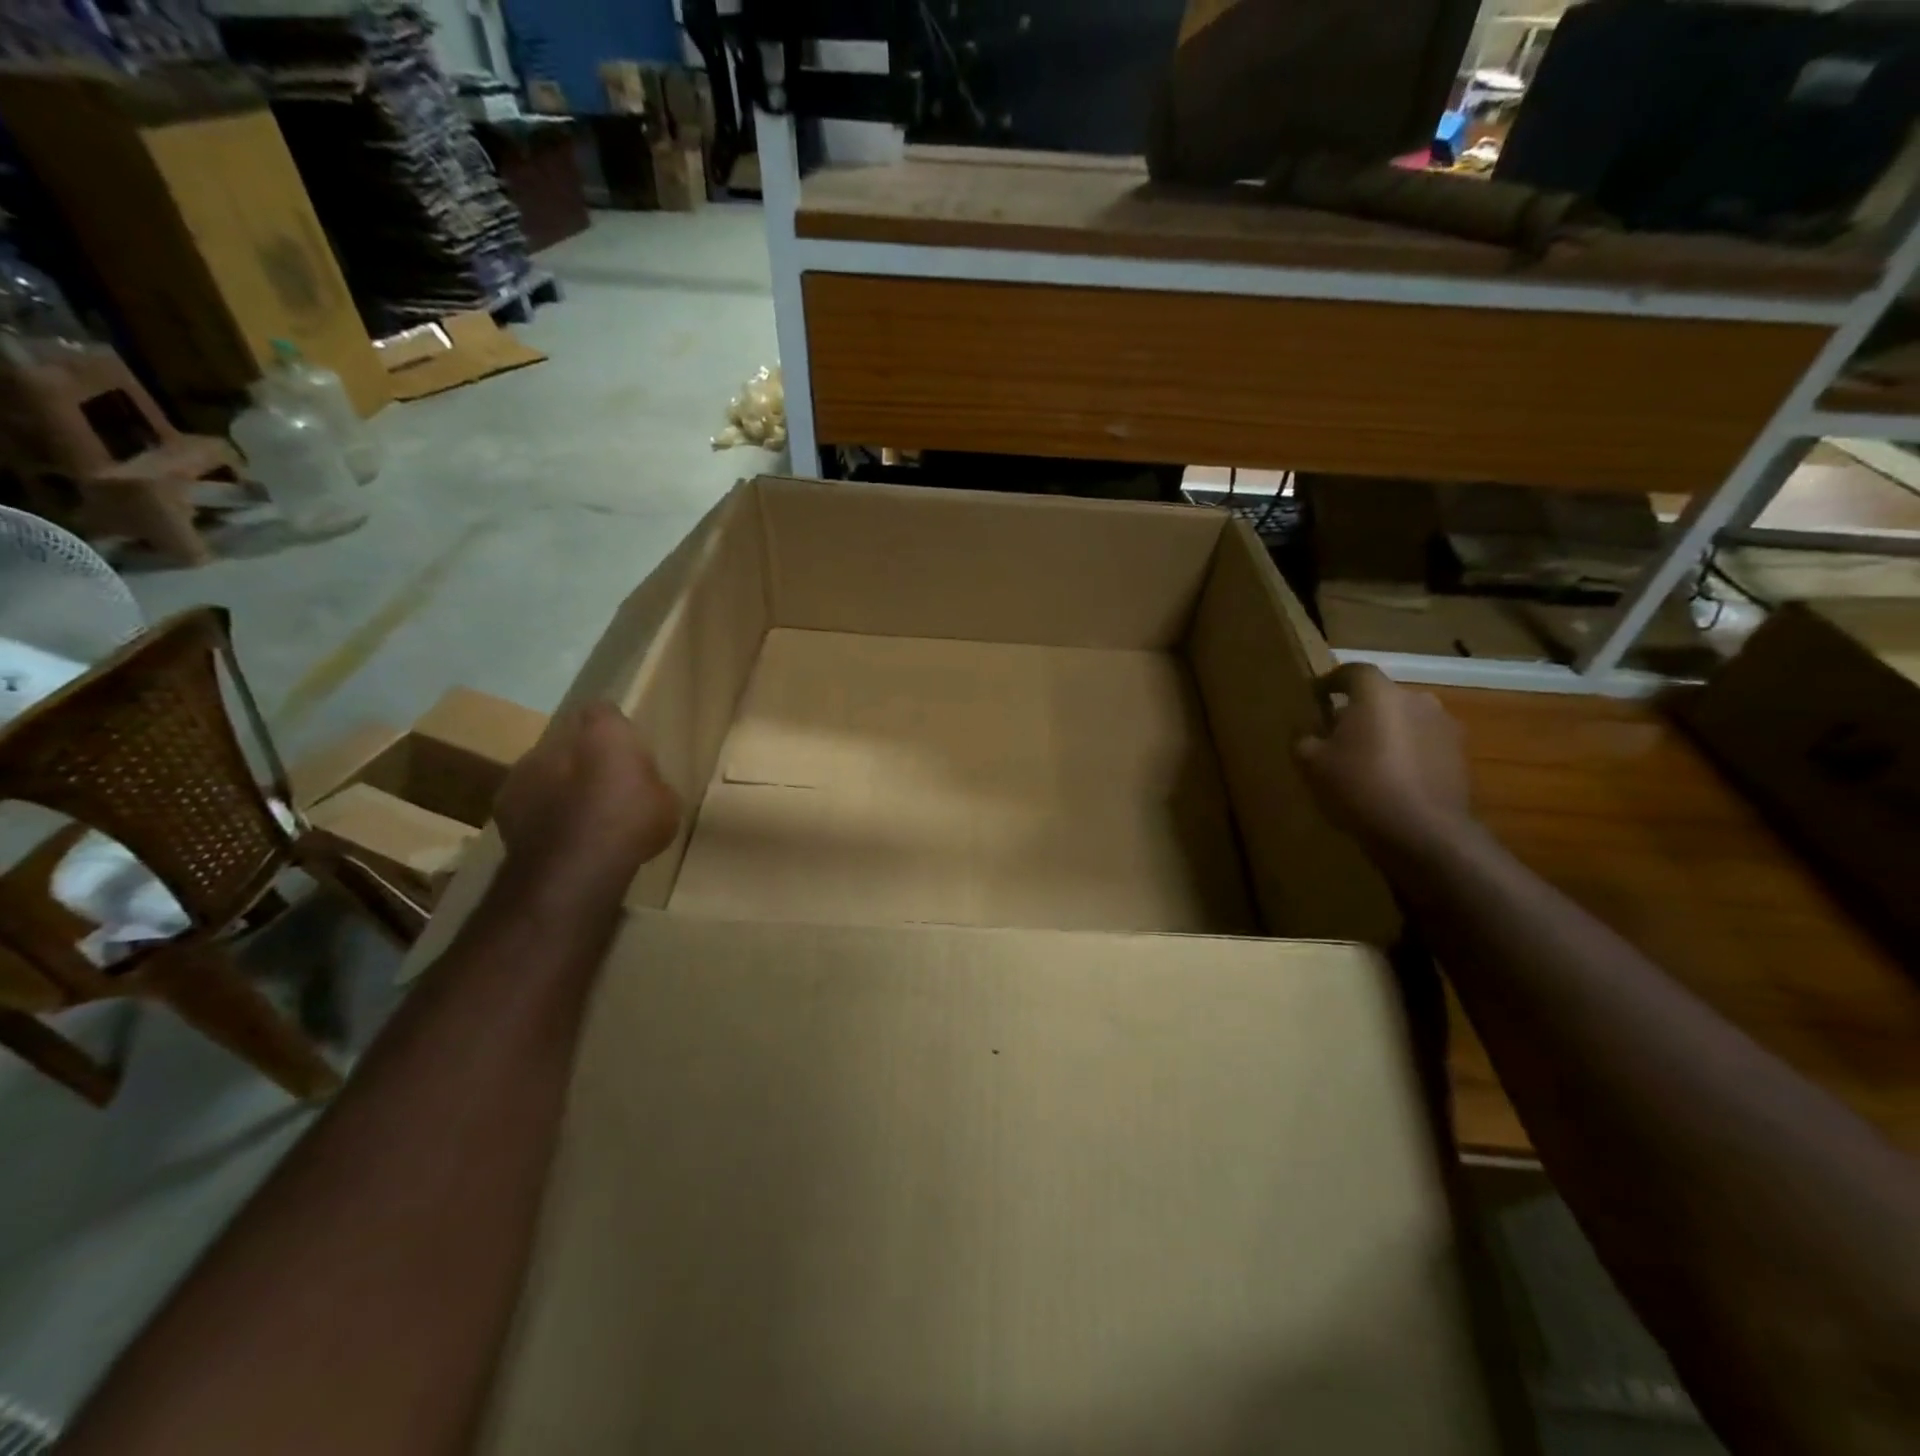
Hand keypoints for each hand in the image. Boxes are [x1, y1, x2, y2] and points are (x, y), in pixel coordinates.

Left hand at [493, 701, 679, 911]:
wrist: (574, 867)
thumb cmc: (631, 824)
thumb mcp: (665, 802)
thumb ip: (649, 782)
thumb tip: (643, 787)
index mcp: (604, 730)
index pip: (605, 710)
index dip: (614, 729)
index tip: (625, 751)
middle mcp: (559, 739)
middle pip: (571, 736)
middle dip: (583, 754)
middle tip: (604, 783)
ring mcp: (525, 768)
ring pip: (545, 765)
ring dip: (558, 780)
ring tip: (577, 813)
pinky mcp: (503, 800)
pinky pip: (527, 795)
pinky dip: (539, 807)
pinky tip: (557, 833)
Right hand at [1295, 663, 1472, 857]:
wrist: (1424, 832)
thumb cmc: (1360, 786)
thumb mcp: (1312, 764)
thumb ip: (1304, 739)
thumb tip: (1306, 732)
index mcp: (1378, 694)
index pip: (1352, 671)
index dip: (1331, 681)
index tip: (1316, 697)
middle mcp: (1416, 700)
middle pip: (1381, 697)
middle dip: (1360, 711)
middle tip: (1339, 735)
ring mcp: (1444, 727)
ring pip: (1405, 720)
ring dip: (1387, 732)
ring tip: (1368, 760)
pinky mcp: (1460, 756)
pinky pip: (1424, 745)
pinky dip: (1408, 754)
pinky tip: (1393, 780)